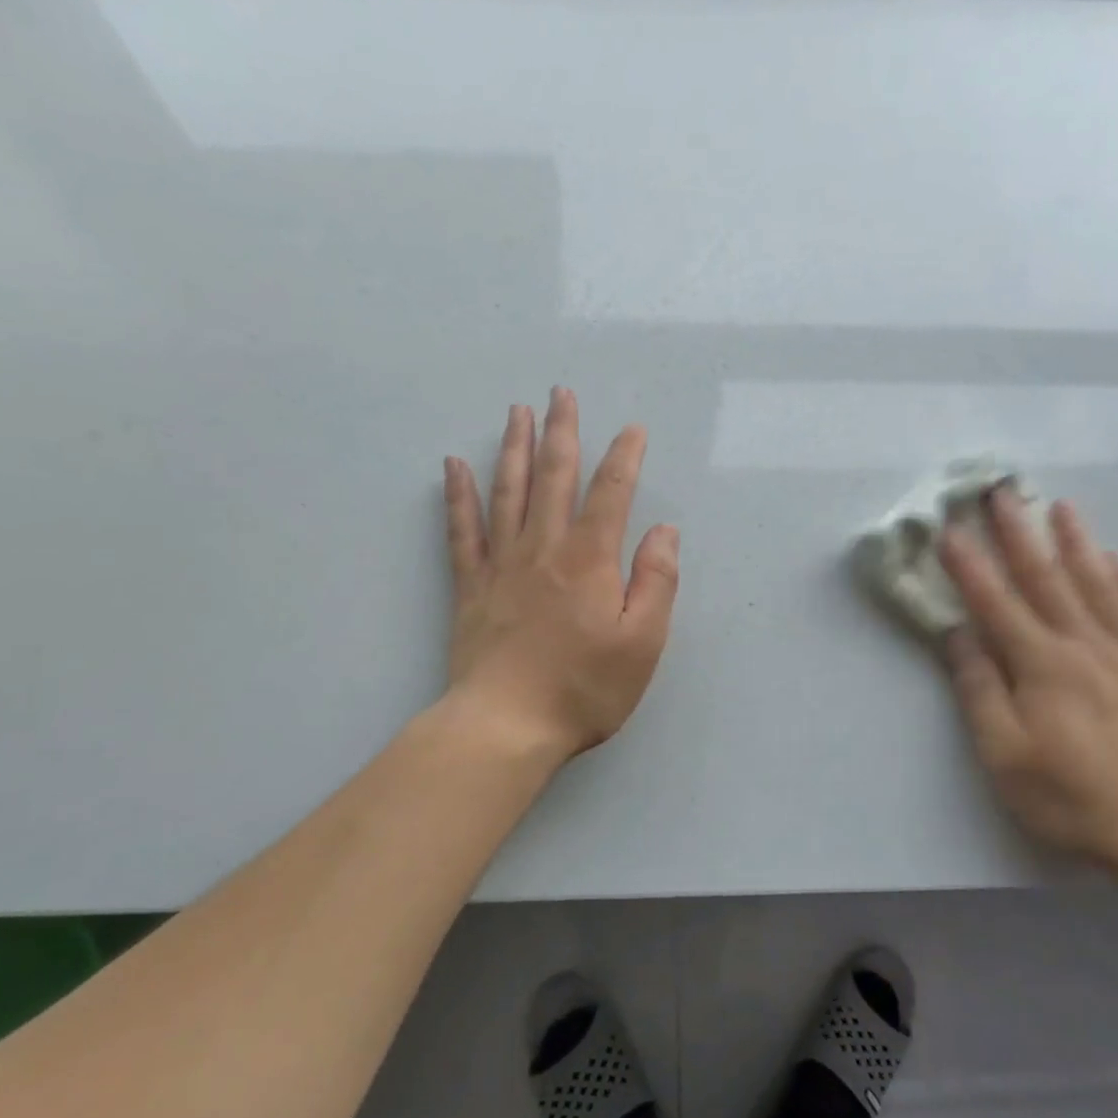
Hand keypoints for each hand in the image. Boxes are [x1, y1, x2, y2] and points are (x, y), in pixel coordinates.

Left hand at [443, 389, 679, 759]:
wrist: (506, 725)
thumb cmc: (583, 688)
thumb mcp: (643, 643)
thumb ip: (657, 582)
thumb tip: (664, 531)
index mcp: (590, 560)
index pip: (611, 493)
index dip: (625, 457)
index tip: (633, 429)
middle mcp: (544, 548)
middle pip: (554, 476)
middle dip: (562, 431)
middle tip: (561, 392)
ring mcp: (502, 564)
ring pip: (508, 491)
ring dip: (514, 447)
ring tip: (518, 410)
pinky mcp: (471, 586)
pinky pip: (462, 530)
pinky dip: (457, 495)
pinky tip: (453, 466)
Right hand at [938, 491, 1117, 871]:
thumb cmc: (1068, 796)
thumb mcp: (1002, 753)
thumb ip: (978, 689)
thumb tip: (959, 634)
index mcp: (1041, 664)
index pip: (996, 602)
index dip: (969, 565)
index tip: (949, 528)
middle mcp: (1084, 647)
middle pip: (1047, 579)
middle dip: (1019, 533)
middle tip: (1003, 491)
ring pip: (1099, 586)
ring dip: (1077, 543)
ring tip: (1062, 508)